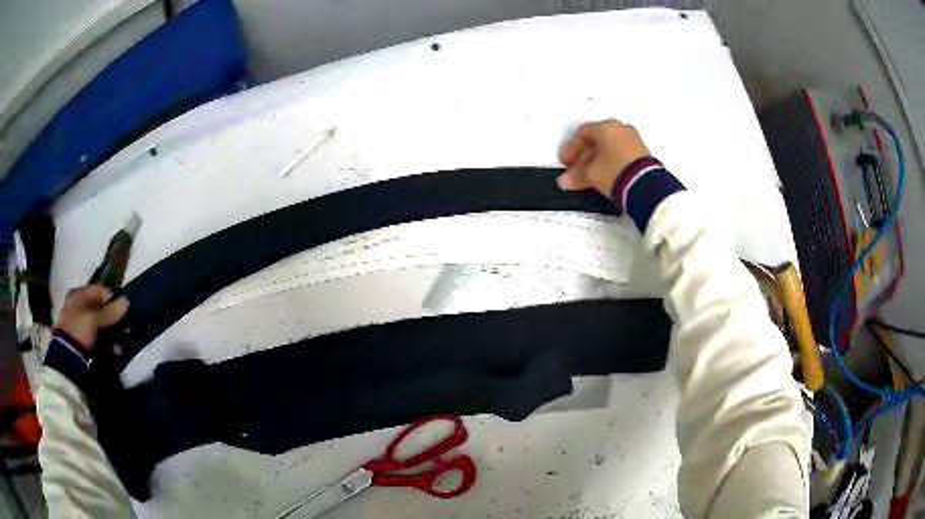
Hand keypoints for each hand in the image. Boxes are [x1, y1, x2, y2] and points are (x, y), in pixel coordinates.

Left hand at [56, 285, 128, 348]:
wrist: (66, 356)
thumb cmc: (78, 330)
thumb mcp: (94, 320)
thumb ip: (110, 312)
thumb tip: (126, 301)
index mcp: (78, 294)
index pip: (99, 290)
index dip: (111, 298)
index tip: (121, 310)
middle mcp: (77, 305)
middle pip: (99, 308)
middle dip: (111, 318)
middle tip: (122, 327)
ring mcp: (78, 323)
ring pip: (98, 324)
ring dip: (110, 333)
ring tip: (119, 344)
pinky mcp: (81, 339)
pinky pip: (96, 337)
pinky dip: (105, 343)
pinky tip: (113, 350)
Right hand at [557, 119, 650, 197]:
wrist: (644, 185)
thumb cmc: (616, 170)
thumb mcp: (591, 174)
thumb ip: (576, 175)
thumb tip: (566, 180)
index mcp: (606, 126)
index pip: (582, 133)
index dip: (572, 149)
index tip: (567, 162)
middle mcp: (621, 129)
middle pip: (597, 141)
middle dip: (585, 157)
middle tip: (578, 171)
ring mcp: (633, 141)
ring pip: (610, 148)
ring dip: (598, 161)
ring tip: (592, 177)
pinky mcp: (642, 155)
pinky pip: (621, 155)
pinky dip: (612, 164)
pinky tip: (607, 177)